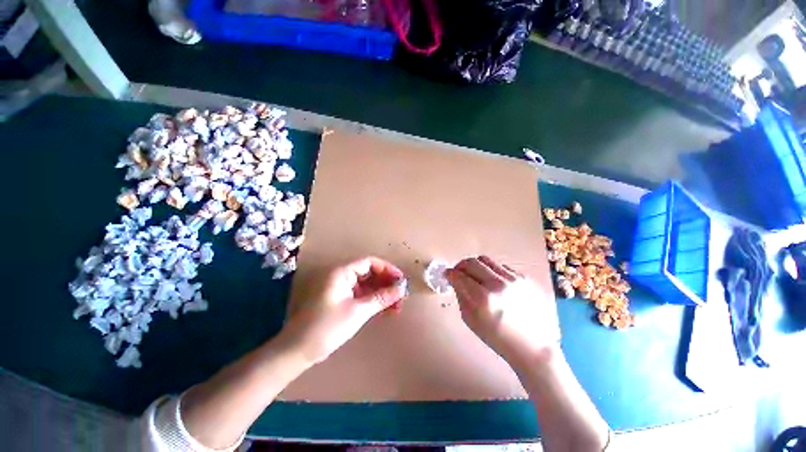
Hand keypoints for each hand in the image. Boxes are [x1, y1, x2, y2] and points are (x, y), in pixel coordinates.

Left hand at [280, 257, 407, 363]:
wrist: (298, 351)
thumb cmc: (327, 327)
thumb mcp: (358, 311)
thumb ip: (382, 297)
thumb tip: (402, 288)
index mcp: (341, 272)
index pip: (370, 262)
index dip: (387, 269)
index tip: (401, 281)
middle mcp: (341, 276)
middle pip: (369, 273)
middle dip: (386, 283)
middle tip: (401, 296)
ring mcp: (340, 288)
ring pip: (366, 285)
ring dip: (381, 293)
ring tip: (397, 306)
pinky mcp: (340, 300)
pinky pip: (361, 295)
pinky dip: (373, 300)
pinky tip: (385, 310)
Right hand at [446, 256, 560, 367]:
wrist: (534, 347)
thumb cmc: (499, 339)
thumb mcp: (472, 321)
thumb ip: (461, 296)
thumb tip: (455, 280)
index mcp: (484, 299)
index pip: (460, 276)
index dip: (450, 274)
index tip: (447, 274)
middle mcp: (499, 284)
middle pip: (472, 262)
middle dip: (461, 266)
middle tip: (459, 272)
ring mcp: (514, 279)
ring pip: (486, 260)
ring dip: (476, 266)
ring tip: (476, 276)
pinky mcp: (525, 278)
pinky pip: (501, 267)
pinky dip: (492, 272)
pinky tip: (494, 284)